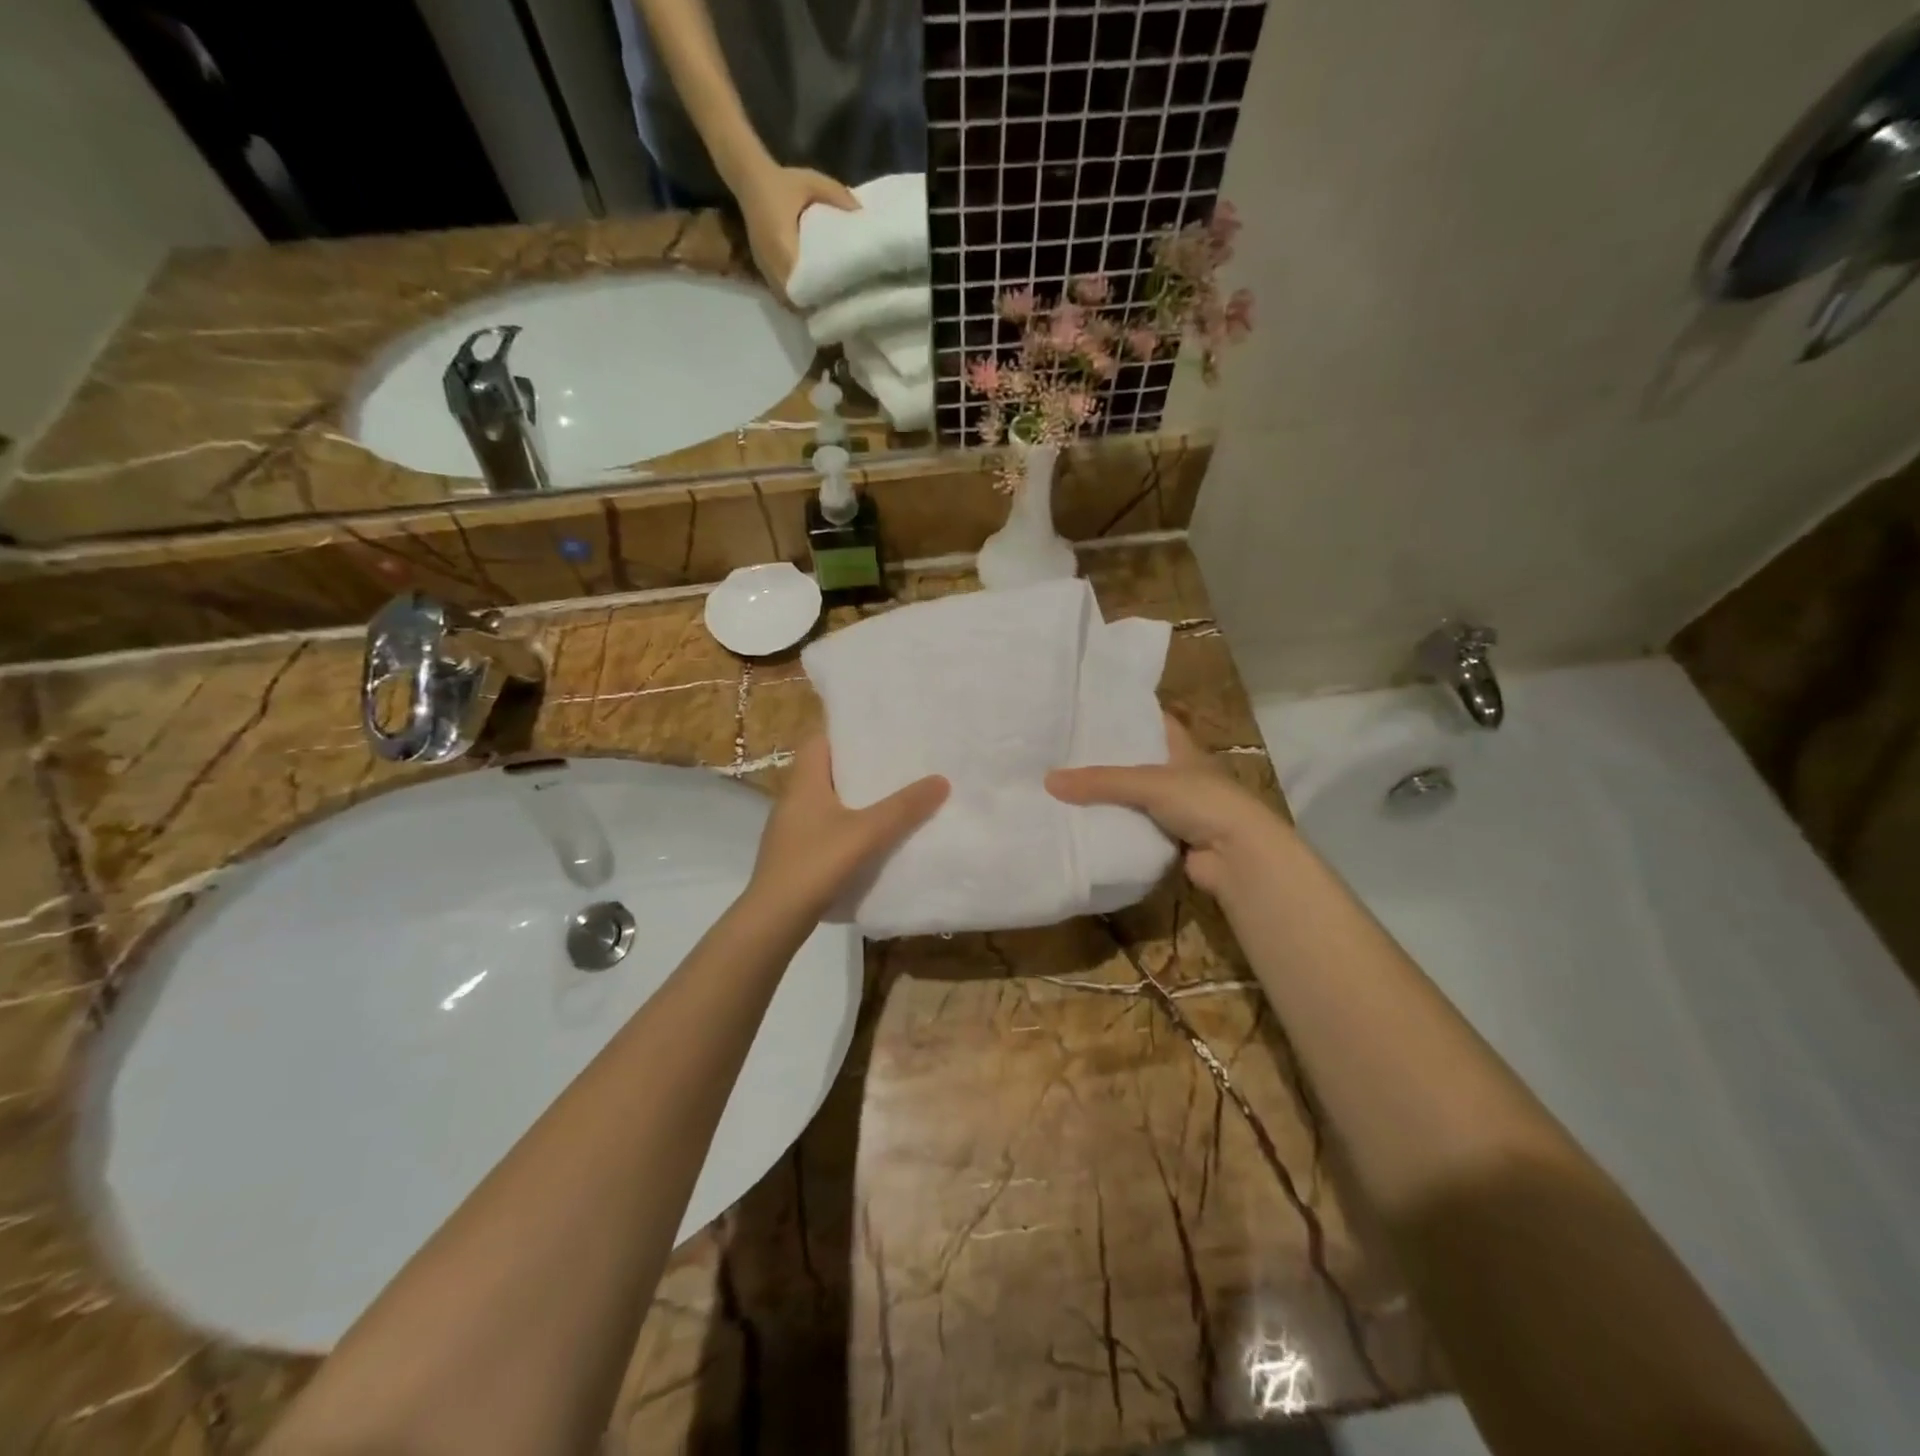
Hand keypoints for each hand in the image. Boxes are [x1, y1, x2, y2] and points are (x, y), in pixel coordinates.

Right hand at [736, 165, 858, 300]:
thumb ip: (837, 196)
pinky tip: (809, 299)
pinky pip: (780, 294)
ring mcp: (765, 267)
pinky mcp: (763, 269)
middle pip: (792, 298)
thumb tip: (861, 215)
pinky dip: (794, 299)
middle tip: (834, 308)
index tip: (834, 299)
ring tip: (823, 308)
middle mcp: (771, 261)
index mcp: (781, 241)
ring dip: (802, 305)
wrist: (750, 179)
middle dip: (812, 306)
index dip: (816, 294)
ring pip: (785, 300)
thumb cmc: (783, 182)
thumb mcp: (813, 182)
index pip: (798, 280)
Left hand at [747, 736, 947, 921]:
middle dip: (858, 767)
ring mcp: (790, 829)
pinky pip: (824, 828)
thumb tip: (941, 779)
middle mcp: (792, 799)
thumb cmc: (816, 863)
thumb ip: (904, 807)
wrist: (775, 918)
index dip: (845, 734)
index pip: (818, 740)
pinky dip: (846, 826)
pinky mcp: (794, 854)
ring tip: (891, 799)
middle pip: (825, 770)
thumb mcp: (867, 832)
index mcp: (803, 782)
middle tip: (895, 765)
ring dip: (854, 799)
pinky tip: (870, 839)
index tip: (877, 734)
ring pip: (826, 801)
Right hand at [1046, 714, 1291, 898]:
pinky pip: (1131, 827)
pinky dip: (1111, 826)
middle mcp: (1177, 773)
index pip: (1149, 721)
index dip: (1122, 714)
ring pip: (1130, 797)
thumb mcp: (1149, 782)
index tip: (1085, 711)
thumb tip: (1048, 781)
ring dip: (1104, 797)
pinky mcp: (1166, 838)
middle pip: (1133, 760)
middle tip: (1059, 751)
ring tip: (1060, 785)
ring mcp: (1173, 808)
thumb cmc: (1203, 802)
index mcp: (1181, 747)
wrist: (1239, 858)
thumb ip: (1100, 781)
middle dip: (1103, 758)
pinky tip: (1080, 822)